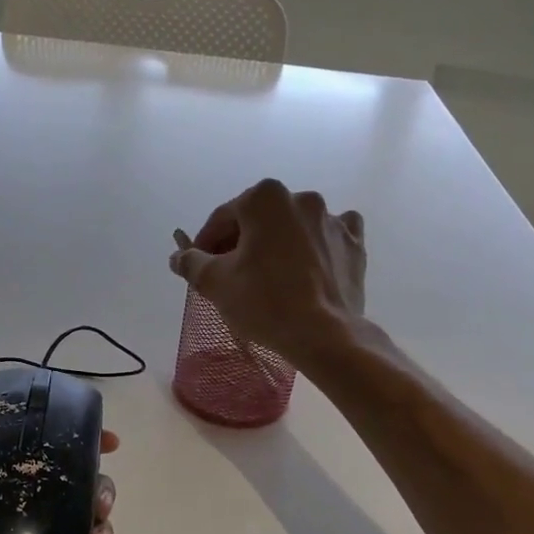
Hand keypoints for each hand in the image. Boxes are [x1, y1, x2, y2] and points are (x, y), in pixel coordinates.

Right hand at [168, 178, 365, 369]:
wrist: (324, 335)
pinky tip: (310, 265)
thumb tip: (178, 256)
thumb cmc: (264, 303)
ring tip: (269, 276)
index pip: (222, 218)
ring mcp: (333, 219)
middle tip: (231, 275)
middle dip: (242, 242)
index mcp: (264, 198)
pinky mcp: (354, 243)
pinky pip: (329, 236)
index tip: (200, 266)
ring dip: (278, 243)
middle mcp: (301, 198)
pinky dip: (317, 246)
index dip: (206, 243)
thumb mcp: (215, 283)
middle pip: (259, 220)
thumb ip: (191, 263)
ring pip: (294, 227)